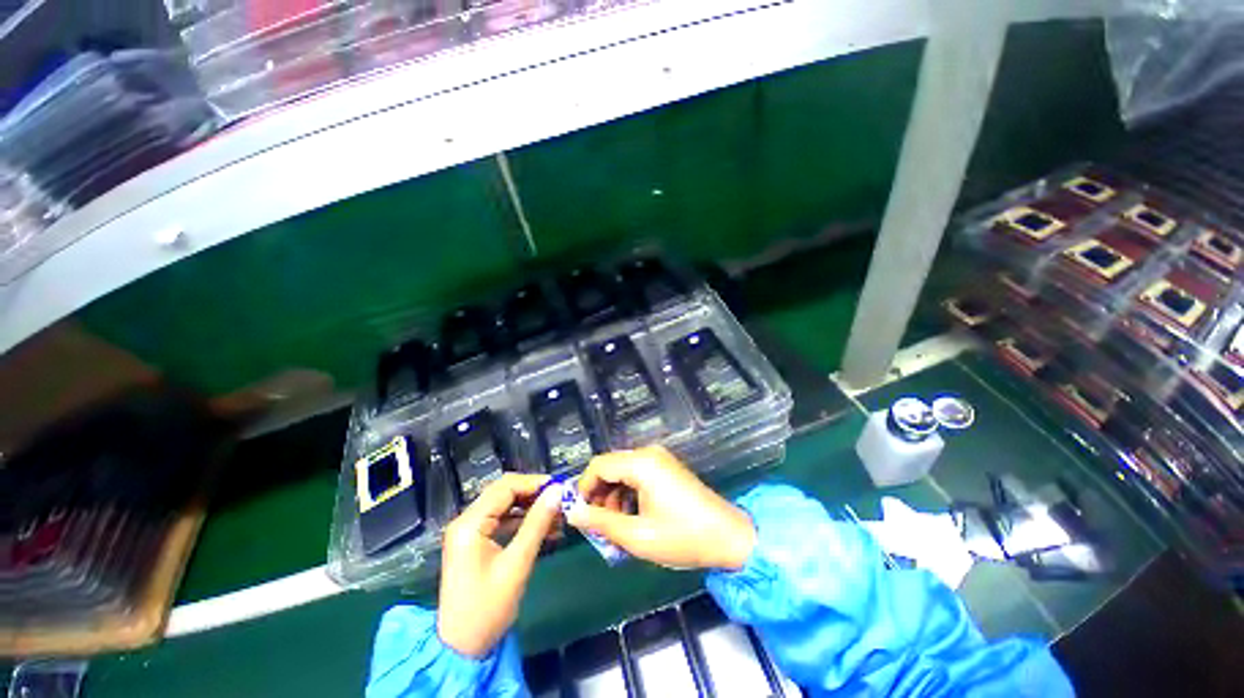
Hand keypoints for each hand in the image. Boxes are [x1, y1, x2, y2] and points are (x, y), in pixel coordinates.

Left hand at [437, 473, 562, 657]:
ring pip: (505, 505)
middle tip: (561, 500)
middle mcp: (466, 521)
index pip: (506, 487)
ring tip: (558, 515)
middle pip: (504, 493)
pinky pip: (502, 521)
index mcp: (470, 523)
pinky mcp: (475, 542)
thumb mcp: (516, 564)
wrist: (460, 649)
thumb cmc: (487, 609)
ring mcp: (469, 531)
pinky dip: (523, 522)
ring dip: (531, 507)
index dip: (535, 483)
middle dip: (534, 494)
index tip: (561, 488)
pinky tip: (544, 529)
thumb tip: (557, 492)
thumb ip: (537, 524)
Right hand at [568, 446, 756, 570]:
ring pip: (622, 471)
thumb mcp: (637, 536)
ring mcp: (660, 459)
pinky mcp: (667, 468)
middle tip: (598, 526)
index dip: (584, 489)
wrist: (729, 536)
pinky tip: (632, 516)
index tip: (581, 516)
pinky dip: (628, 493)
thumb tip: (573, 512)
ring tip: (616, 526)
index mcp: (641, 464)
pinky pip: (637, 474)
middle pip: (610, 467)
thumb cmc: (682, 537)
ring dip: (613, 496)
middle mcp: (649, 454)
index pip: (598, 466)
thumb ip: (601, 522)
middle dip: (599, 495)